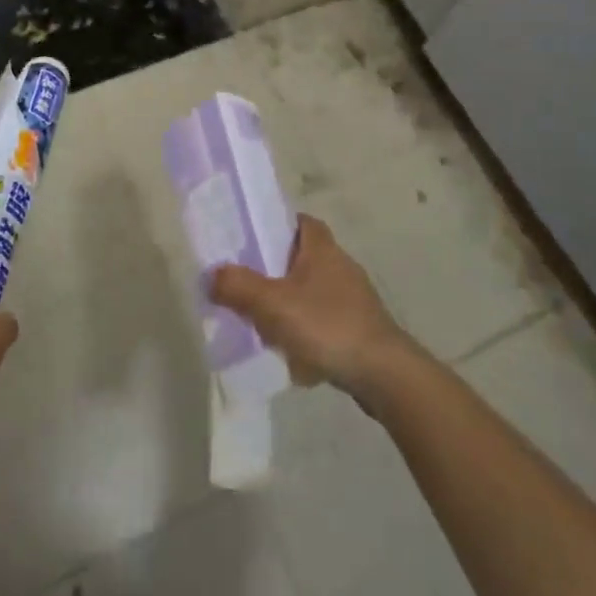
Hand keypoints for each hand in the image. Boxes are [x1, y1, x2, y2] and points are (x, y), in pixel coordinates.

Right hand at [209, 214, 418, 398]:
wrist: (383, 374)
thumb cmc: (327, 325)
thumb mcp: (273, 304)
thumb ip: (239, 287)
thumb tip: (212, 275)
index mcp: (321, 247)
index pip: (299, 221)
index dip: (276, 226)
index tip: (251, 240)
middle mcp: (340, 264)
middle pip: (301, 258)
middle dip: (275, 272)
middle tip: (248, 288)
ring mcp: (353, 298)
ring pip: (311, 292)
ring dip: (290, 306)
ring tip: (265, 327)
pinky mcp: (359, 328)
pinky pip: (324, 322)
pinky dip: (307, 333)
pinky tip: (294, 356)